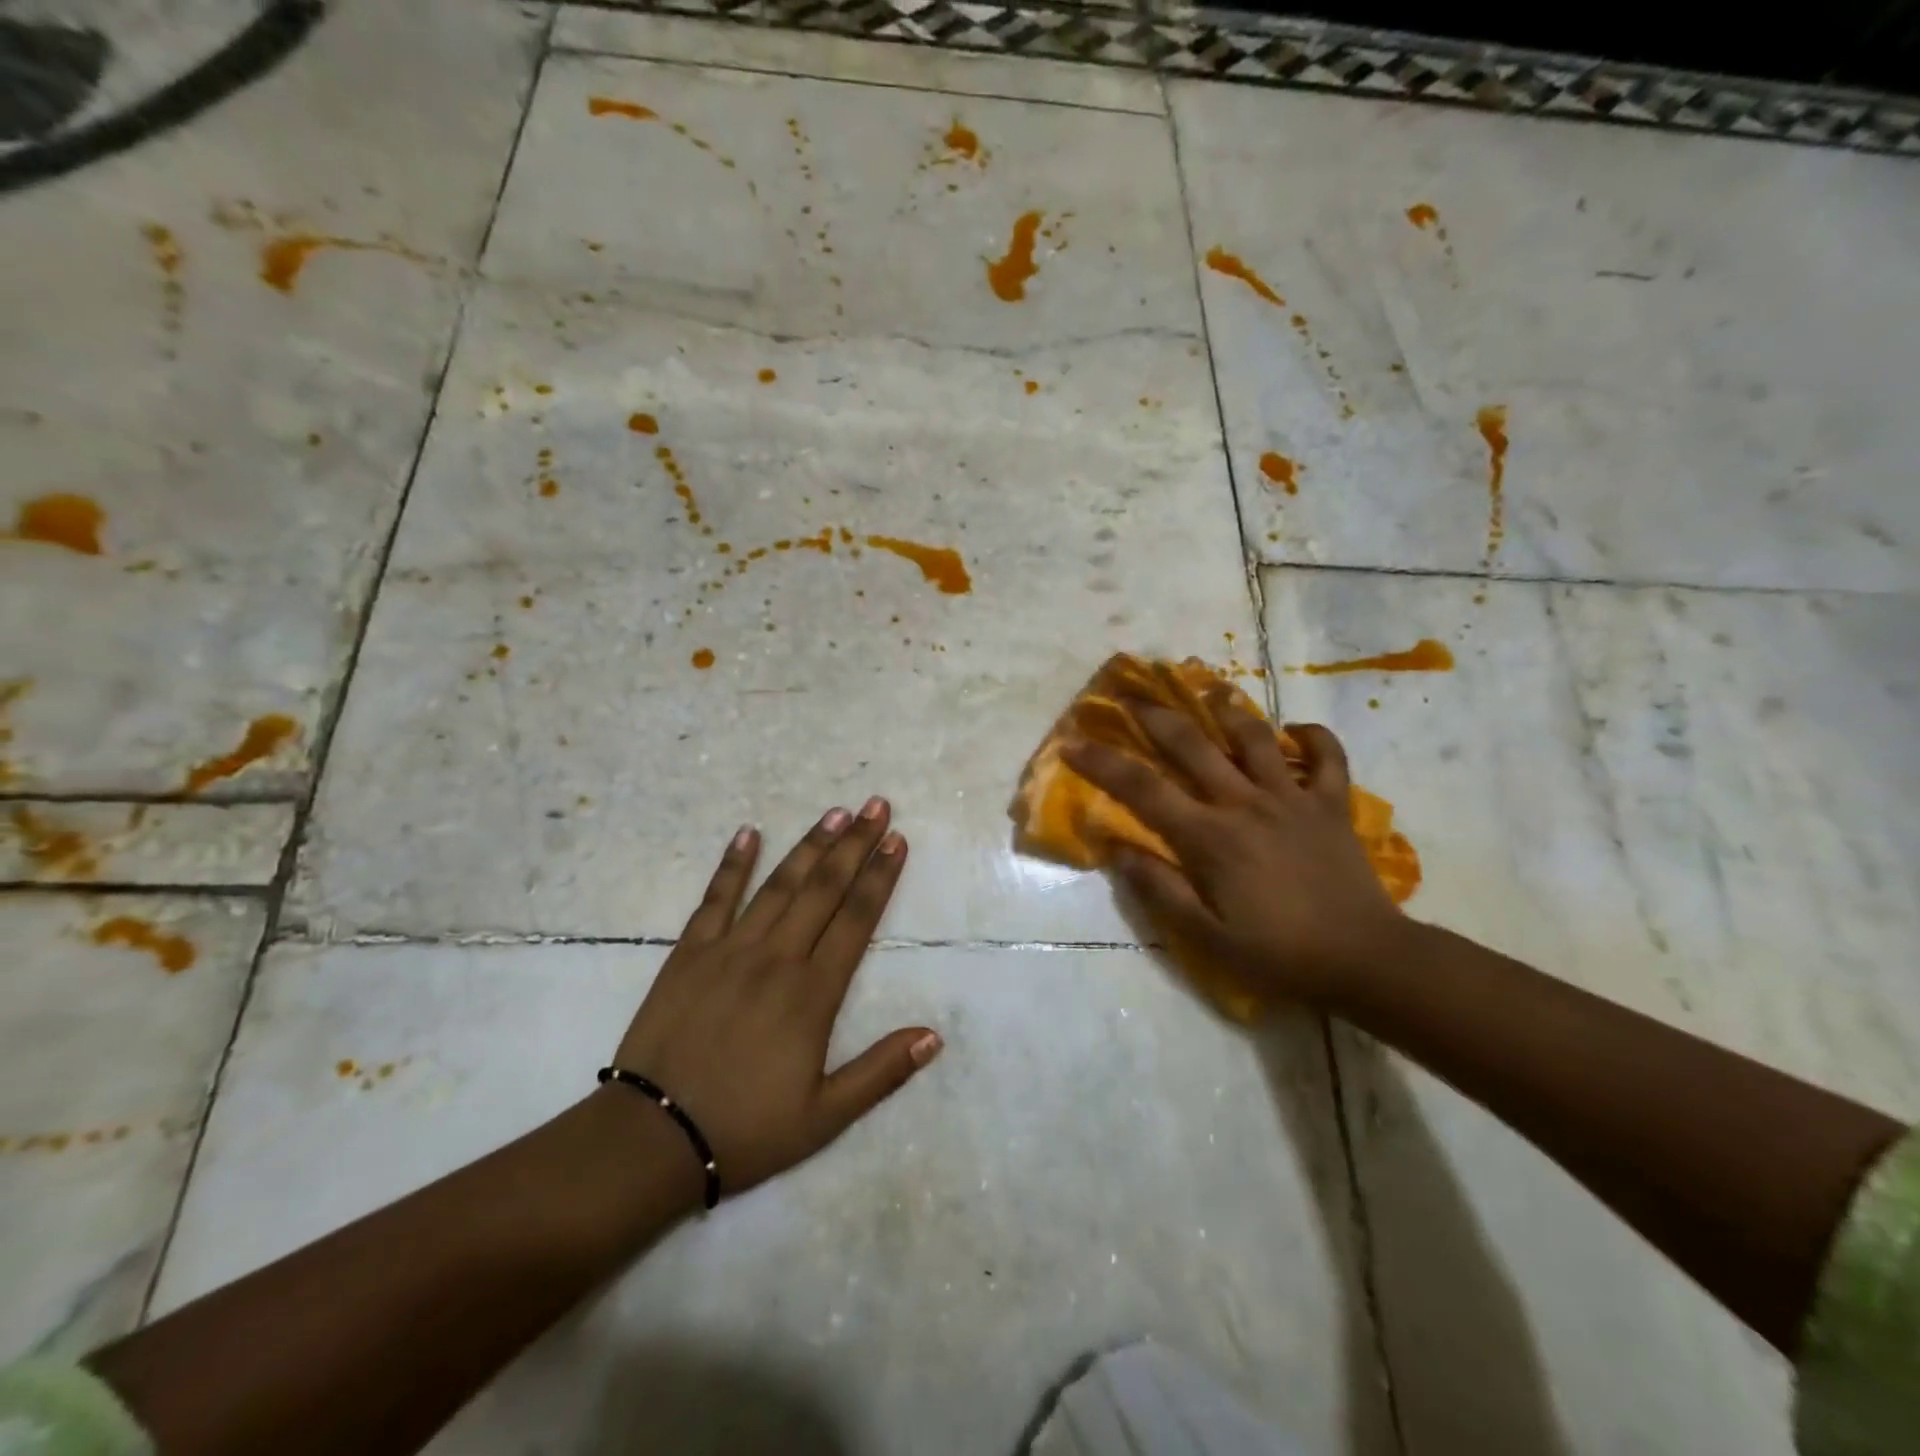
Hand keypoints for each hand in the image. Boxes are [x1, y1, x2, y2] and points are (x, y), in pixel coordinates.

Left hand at [608, 801, 940, 1202]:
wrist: (652, 1139)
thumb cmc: (746, 1129)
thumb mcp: (825, 1116)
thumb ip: (881, 1072)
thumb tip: (934, 1036)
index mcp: (813, 993)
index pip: (857, 919)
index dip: (880, 876)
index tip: (897, 840)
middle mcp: (777, 958)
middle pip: (824, 888)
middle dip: (854, 844)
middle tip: (876, 805)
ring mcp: (730, 950)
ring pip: (778, 885)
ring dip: (809, 845)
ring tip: (834, 812)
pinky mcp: (689, 953)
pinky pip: (715, 899)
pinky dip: (733, 864)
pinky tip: (748, 833)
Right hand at [1062, 698, 1402, 1004]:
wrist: (1365, 960)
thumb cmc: (1278, 953)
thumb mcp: (1206, 937)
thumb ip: (1159, 890)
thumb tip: (1116, 848)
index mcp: (1210, 837)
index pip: (1144, 789)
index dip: (1103, 763)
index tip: (1073, 743)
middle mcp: (1245, 803)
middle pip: (1192, 745)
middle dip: (1155, 716)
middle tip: (1130, 695)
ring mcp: (1292, 798)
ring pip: (1255, 737)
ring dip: (1228, 710)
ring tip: (1208, 692)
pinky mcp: (1331, 805)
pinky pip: (1328, 756)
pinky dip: (1313, 737)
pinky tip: (1296, 731)